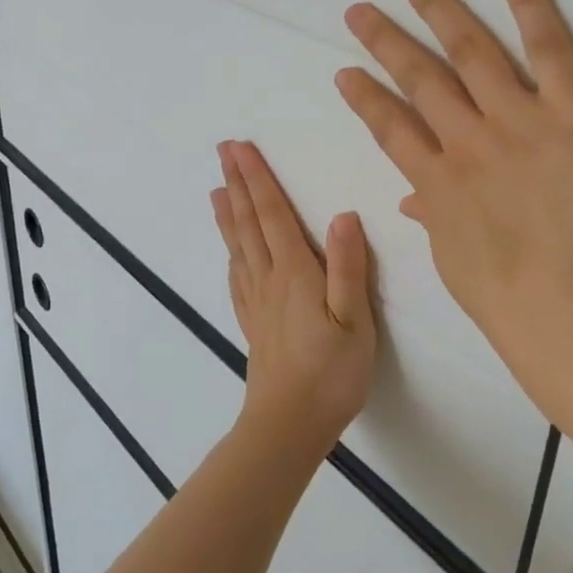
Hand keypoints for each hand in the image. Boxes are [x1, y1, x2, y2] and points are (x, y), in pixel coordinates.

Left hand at [211, 140, 377, 462]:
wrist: (289, 424)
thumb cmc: (331, 373)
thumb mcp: (354, 320)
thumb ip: (348, 267)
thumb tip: (343, 214)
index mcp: (295, 273)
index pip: (272, 214)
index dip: (258, 179)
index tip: (241, 148)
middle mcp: (269, 279)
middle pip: (249, 223)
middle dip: (239, 183)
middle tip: (223, 151)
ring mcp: (257, 302)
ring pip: (239, 246)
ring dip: (229, 213)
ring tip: (218, 188)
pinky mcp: (253, 323)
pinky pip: (237, 276)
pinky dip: (231, 252)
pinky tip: (230, 249)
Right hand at [335, 0, 572, 423]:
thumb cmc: (517, 304)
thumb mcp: (459, 265)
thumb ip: (436, 220)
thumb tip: (415, 199)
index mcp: (438, 184)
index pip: (390, 129)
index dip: (365, 98)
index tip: (346, 73)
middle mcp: (468, 141)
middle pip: (419, 78)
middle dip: (385, 41)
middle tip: (359, 11)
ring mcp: (517, 120)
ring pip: (468, 51)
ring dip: (434, 8)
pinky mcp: (572, 111)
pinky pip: (547, 47)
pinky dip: (528, 2)